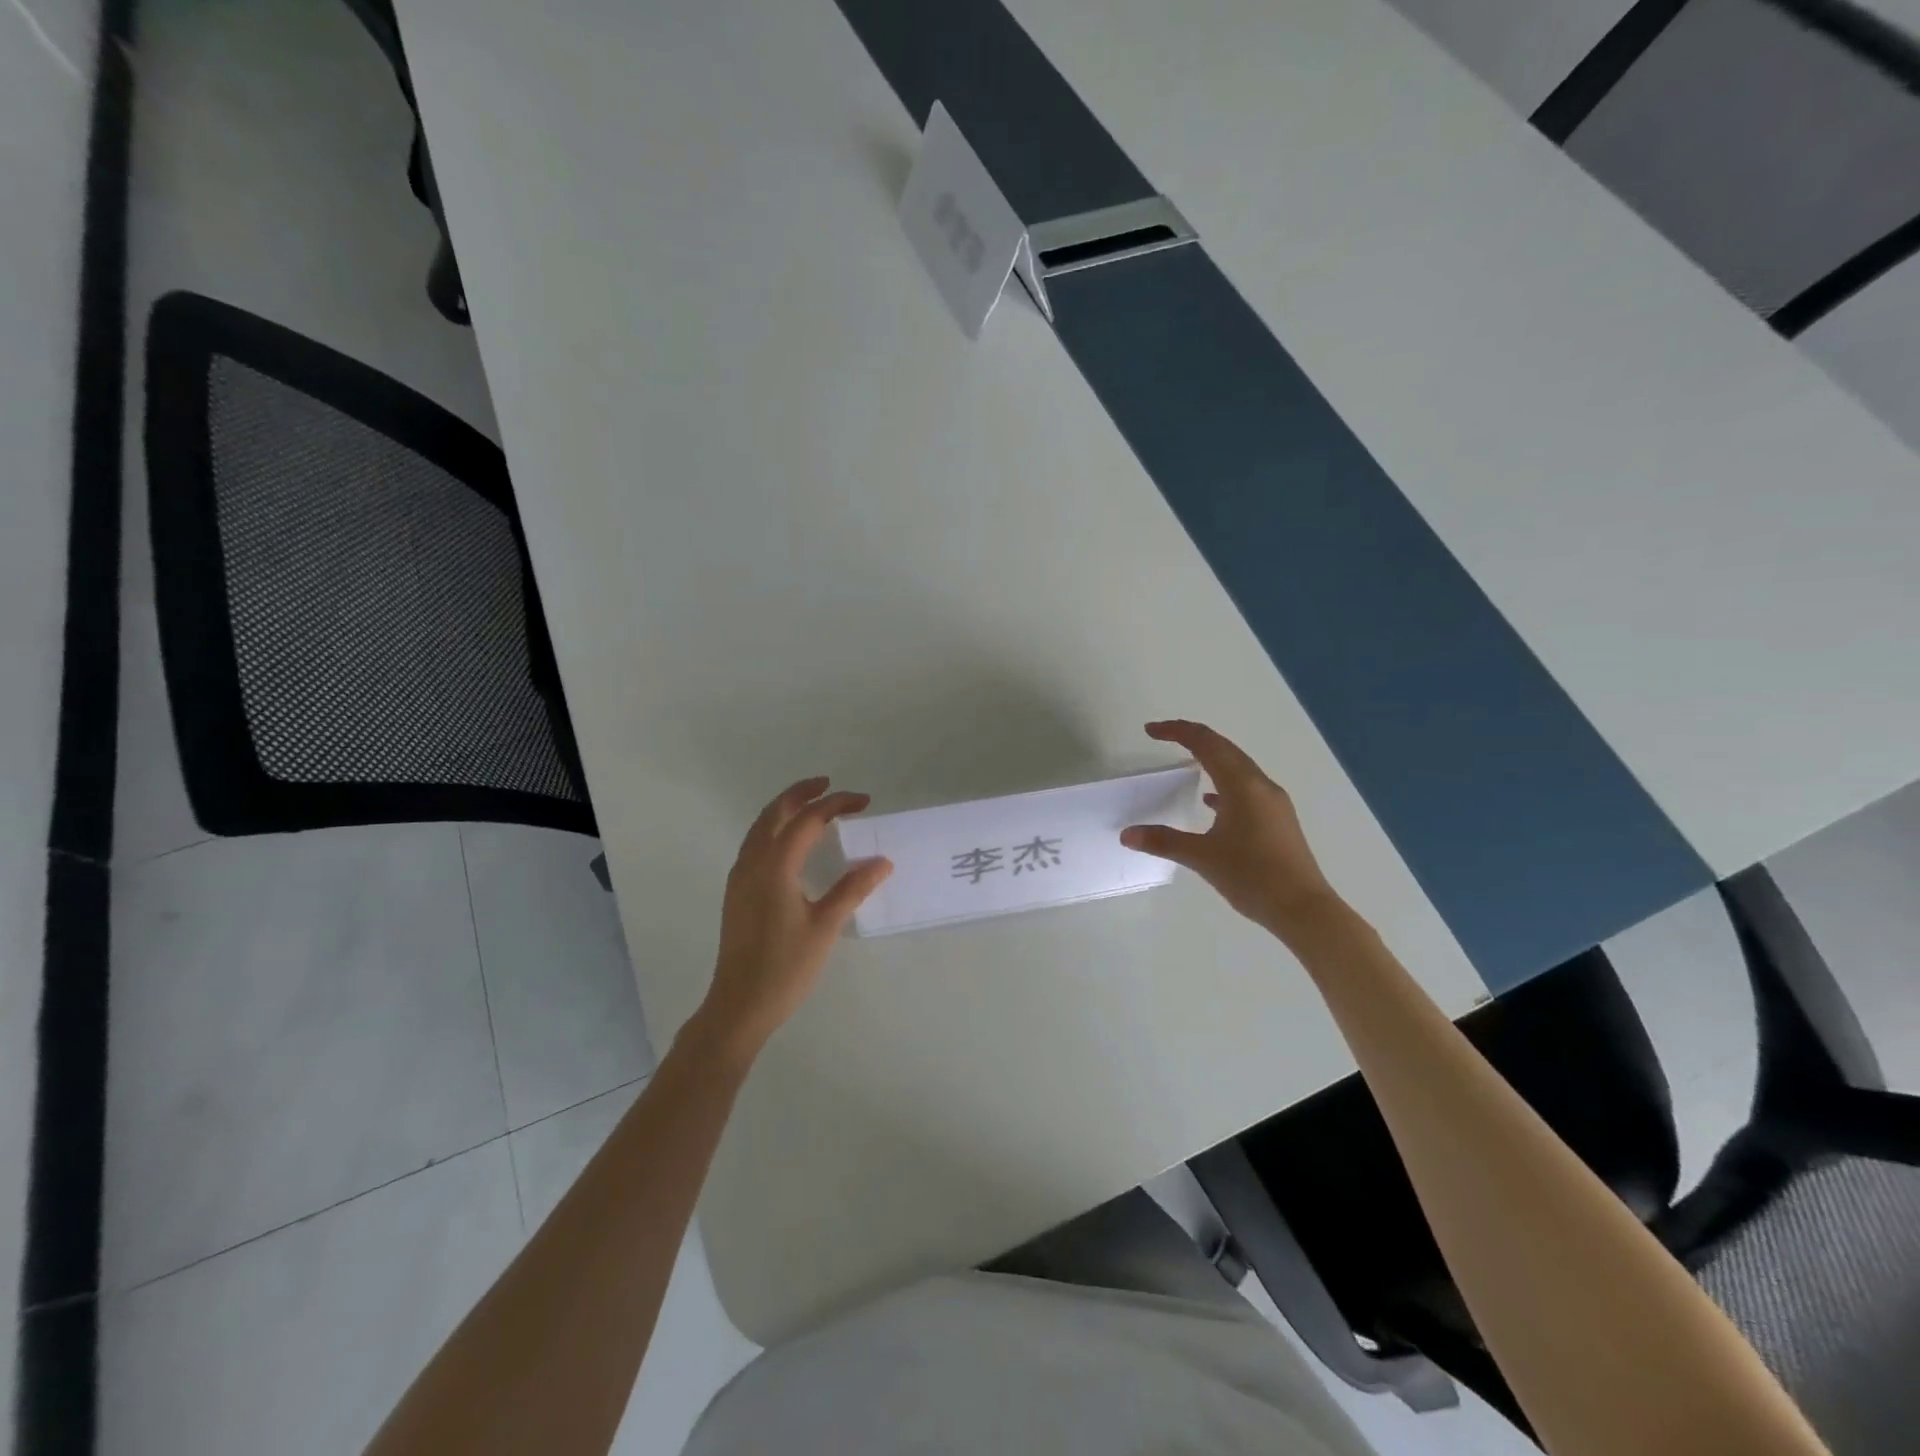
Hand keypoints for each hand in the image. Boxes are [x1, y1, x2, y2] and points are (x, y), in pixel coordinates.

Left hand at [693, 777, 891, 1060]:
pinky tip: (791, 844)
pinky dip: (774, 829)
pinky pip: (755, 844)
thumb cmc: (785, 967)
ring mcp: (740, 878)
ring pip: (760, 827)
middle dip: (802, 793)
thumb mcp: (825, 926)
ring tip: (812, 805)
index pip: (807, 820)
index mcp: (774, 866)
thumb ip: (852, 888)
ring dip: (785, 809)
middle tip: (830, 786)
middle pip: (774, 813)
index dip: (835, 804)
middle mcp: (752, 863)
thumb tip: (882, 862)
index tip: (863, 801)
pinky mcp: (737, 893)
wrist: (739, 1005)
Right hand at [1120, 720, 1342, 941]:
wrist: (1304, 910)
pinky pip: (1246, 788)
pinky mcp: (1277, 820)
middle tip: (1163, 736)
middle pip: (1224, 748)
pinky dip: (1224, 783)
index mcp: (1242, 785)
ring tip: (1185, 763)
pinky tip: (1211, 802)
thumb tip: (1127, 834)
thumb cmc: (1253, 877)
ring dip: (1210, 758)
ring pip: (1237, 767)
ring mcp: (1273, 802)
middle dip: (1193, 738)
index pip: (1206, 744)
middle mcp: (1260, 785)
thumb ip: (1163, 841)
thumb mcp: (1202, 857)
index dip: (1177, 731)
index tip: (1150, 731)